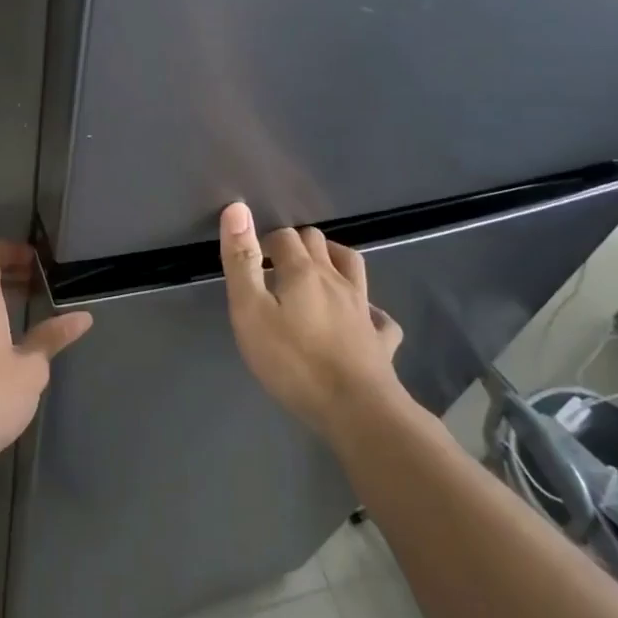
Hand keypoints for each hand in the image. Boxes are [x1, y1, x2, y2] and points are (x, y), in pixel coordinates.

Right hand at [218, 202, 404, 437]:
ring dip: (333, 260)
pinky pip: (378, 316)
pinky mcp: (379, 338)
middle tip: (274, 269)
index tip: (251, 262)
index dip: (264, 243)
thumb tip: (237, 208)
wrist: (356, 408)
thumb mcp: (250, 312)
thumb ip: (241, 262)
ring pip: (352, 265)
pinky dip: (368, 310)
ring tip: (315, 274)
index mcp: (303, 271)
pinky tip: (362, 318)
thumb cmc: (293, 361)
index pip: (283, 237)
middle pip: (318, 243)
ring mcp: (362, 308)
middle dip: (295, 246)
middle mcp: (336, 279)